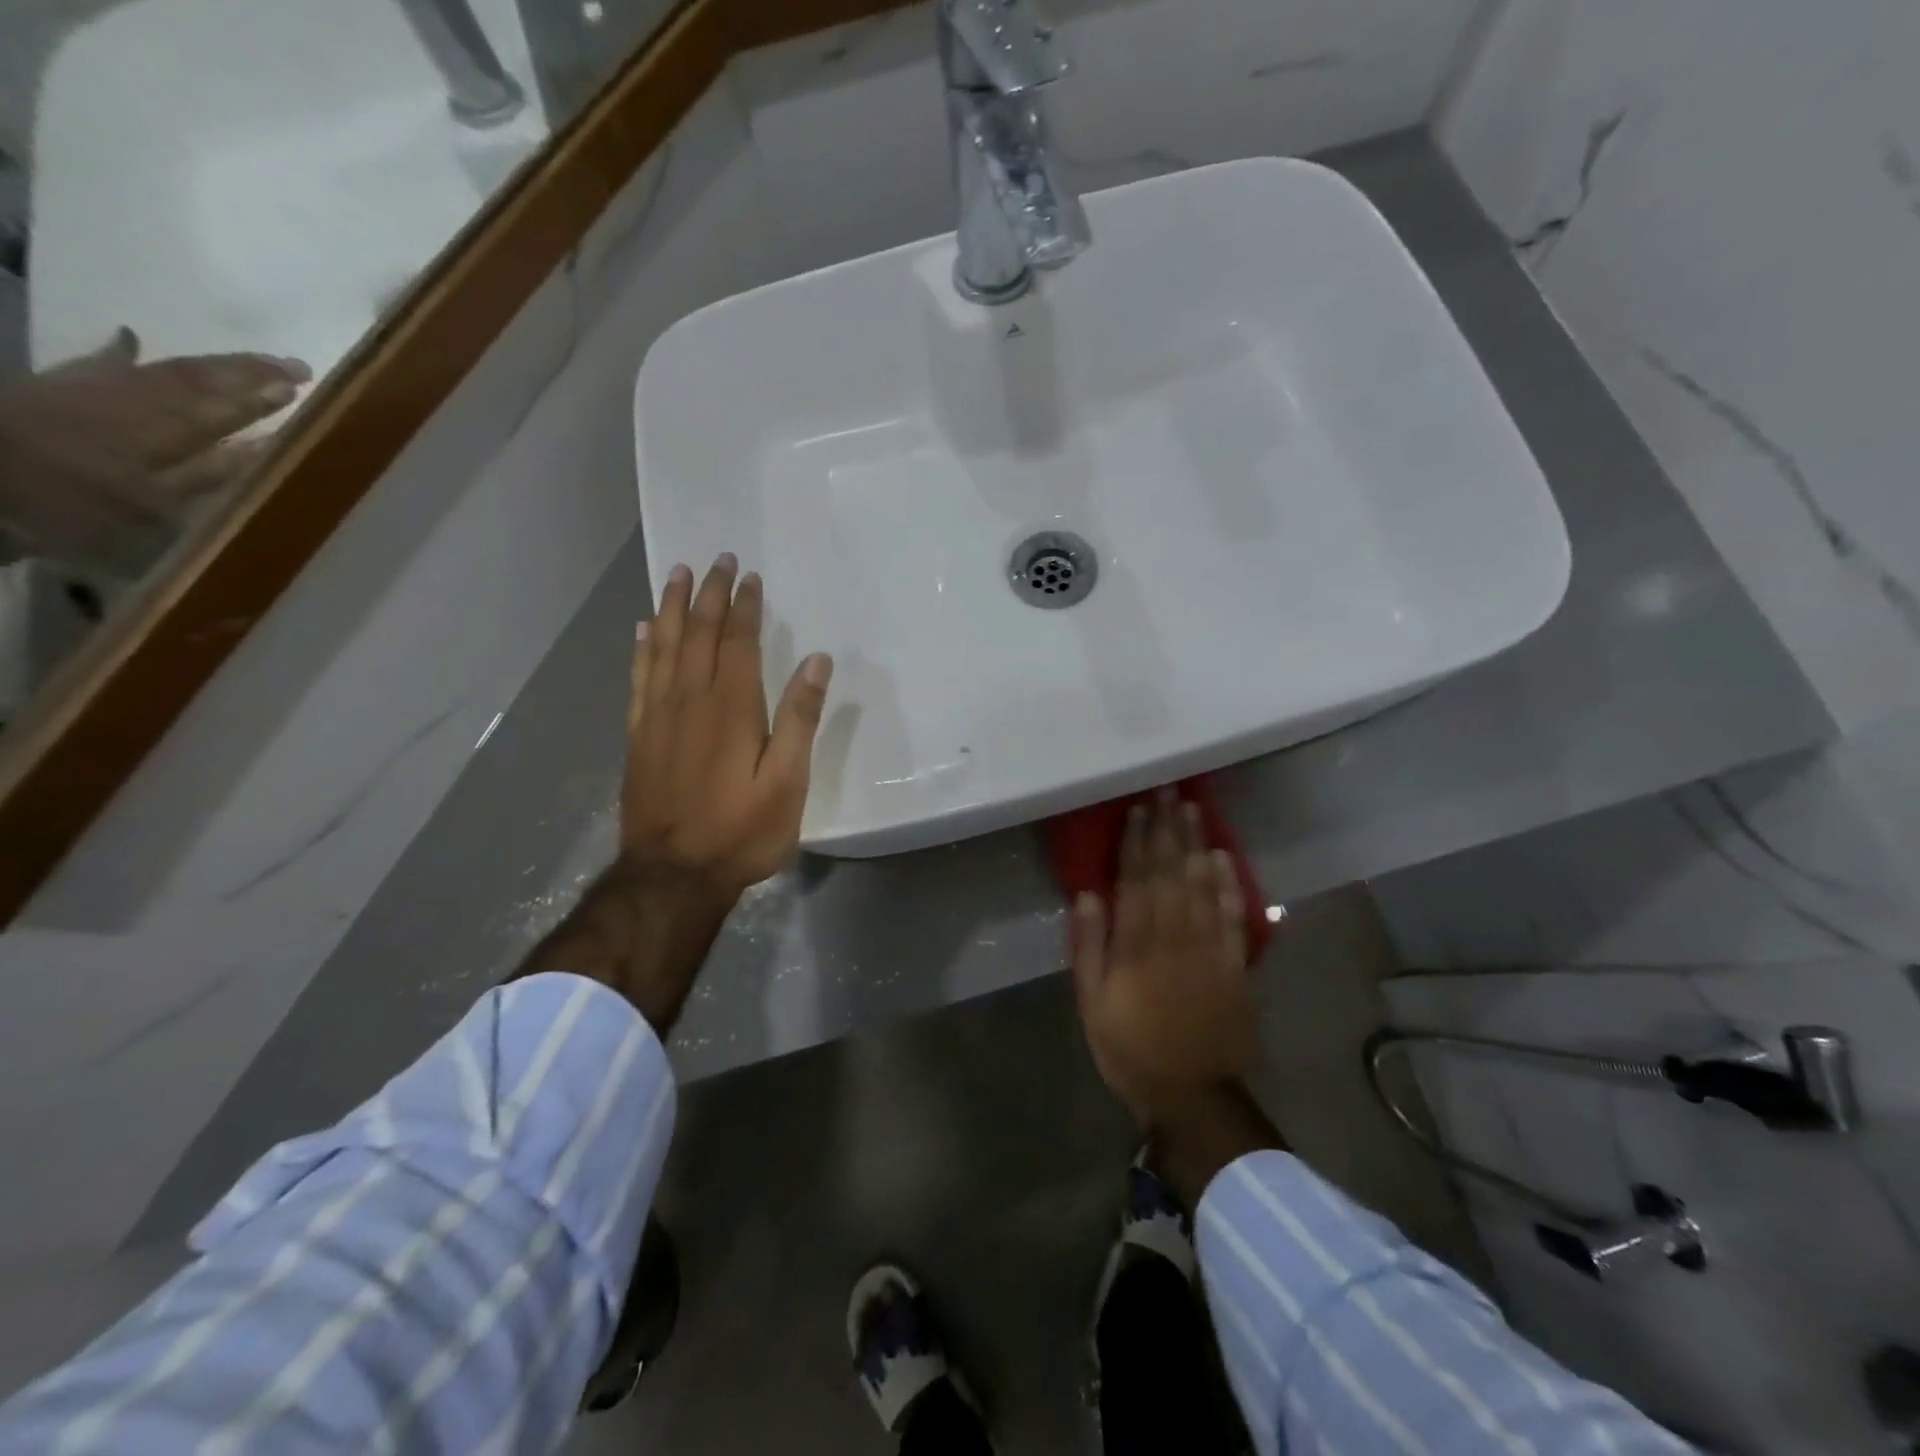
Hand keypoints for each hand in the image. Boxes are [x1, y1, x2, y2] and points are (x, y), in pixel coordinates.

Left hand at [0, 328, 309, 575]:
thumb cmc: (69, 502)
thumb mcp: (151, 504)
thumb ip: (207, 473)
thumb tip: (260, 445)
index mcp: (163, 432)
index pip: (225, 410)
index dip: (263, 398)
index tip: (301, 387)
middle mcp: (137, 401)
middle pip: (200, 381)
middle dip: (249, 373)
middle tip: (293, 366)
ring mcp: (95, 388)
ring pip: (165, 370)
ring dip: (211, 365)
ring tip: (247, 360)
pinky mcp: (57, 386)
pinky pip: (101, 363)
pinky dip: (123, 351)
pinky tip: (131, 338)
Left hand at [521, 553, 832, 1030]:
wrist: (673, 875)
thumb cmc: (741, 831)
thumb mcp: (788, 781)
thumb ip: (800, 719)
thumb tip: (816, 661)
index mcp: (731, 707)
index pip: (738, 641)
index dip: (745, 606)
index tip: (749, 576)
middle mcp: (690, 700)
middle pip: (699, 634)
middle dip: (710, 594)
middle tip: (717, 560)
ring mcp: (658, 716)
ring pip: (665, 647)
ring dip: (673, 608)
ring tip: (677, 575)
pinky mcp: (639, 736)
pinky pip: (639, 678)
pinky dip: (643, 649)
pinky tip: (645, 631)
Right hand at [1070, 790, 1255, 1129]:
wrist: (1193, 1096)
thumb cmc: (1131, 1049)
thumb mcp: (1093, 1005)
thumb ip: (1090, 948)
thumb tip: (1087, 896)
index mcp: (1137, 947)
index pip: (1136, 881)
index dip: (1136, 842)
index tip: (1137, 809)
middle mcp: (1175, 938)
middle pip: (1171, 873)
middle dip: (1168, 830)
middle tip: (1168, 791)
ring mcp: (1210, 949)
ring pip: (1203, 886)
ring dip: (1196, 844)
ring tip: (1192, 810)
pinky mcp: (1234, 965)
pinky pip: (1233, 917)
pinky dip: (1229, 885)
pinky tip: (1223, 858)